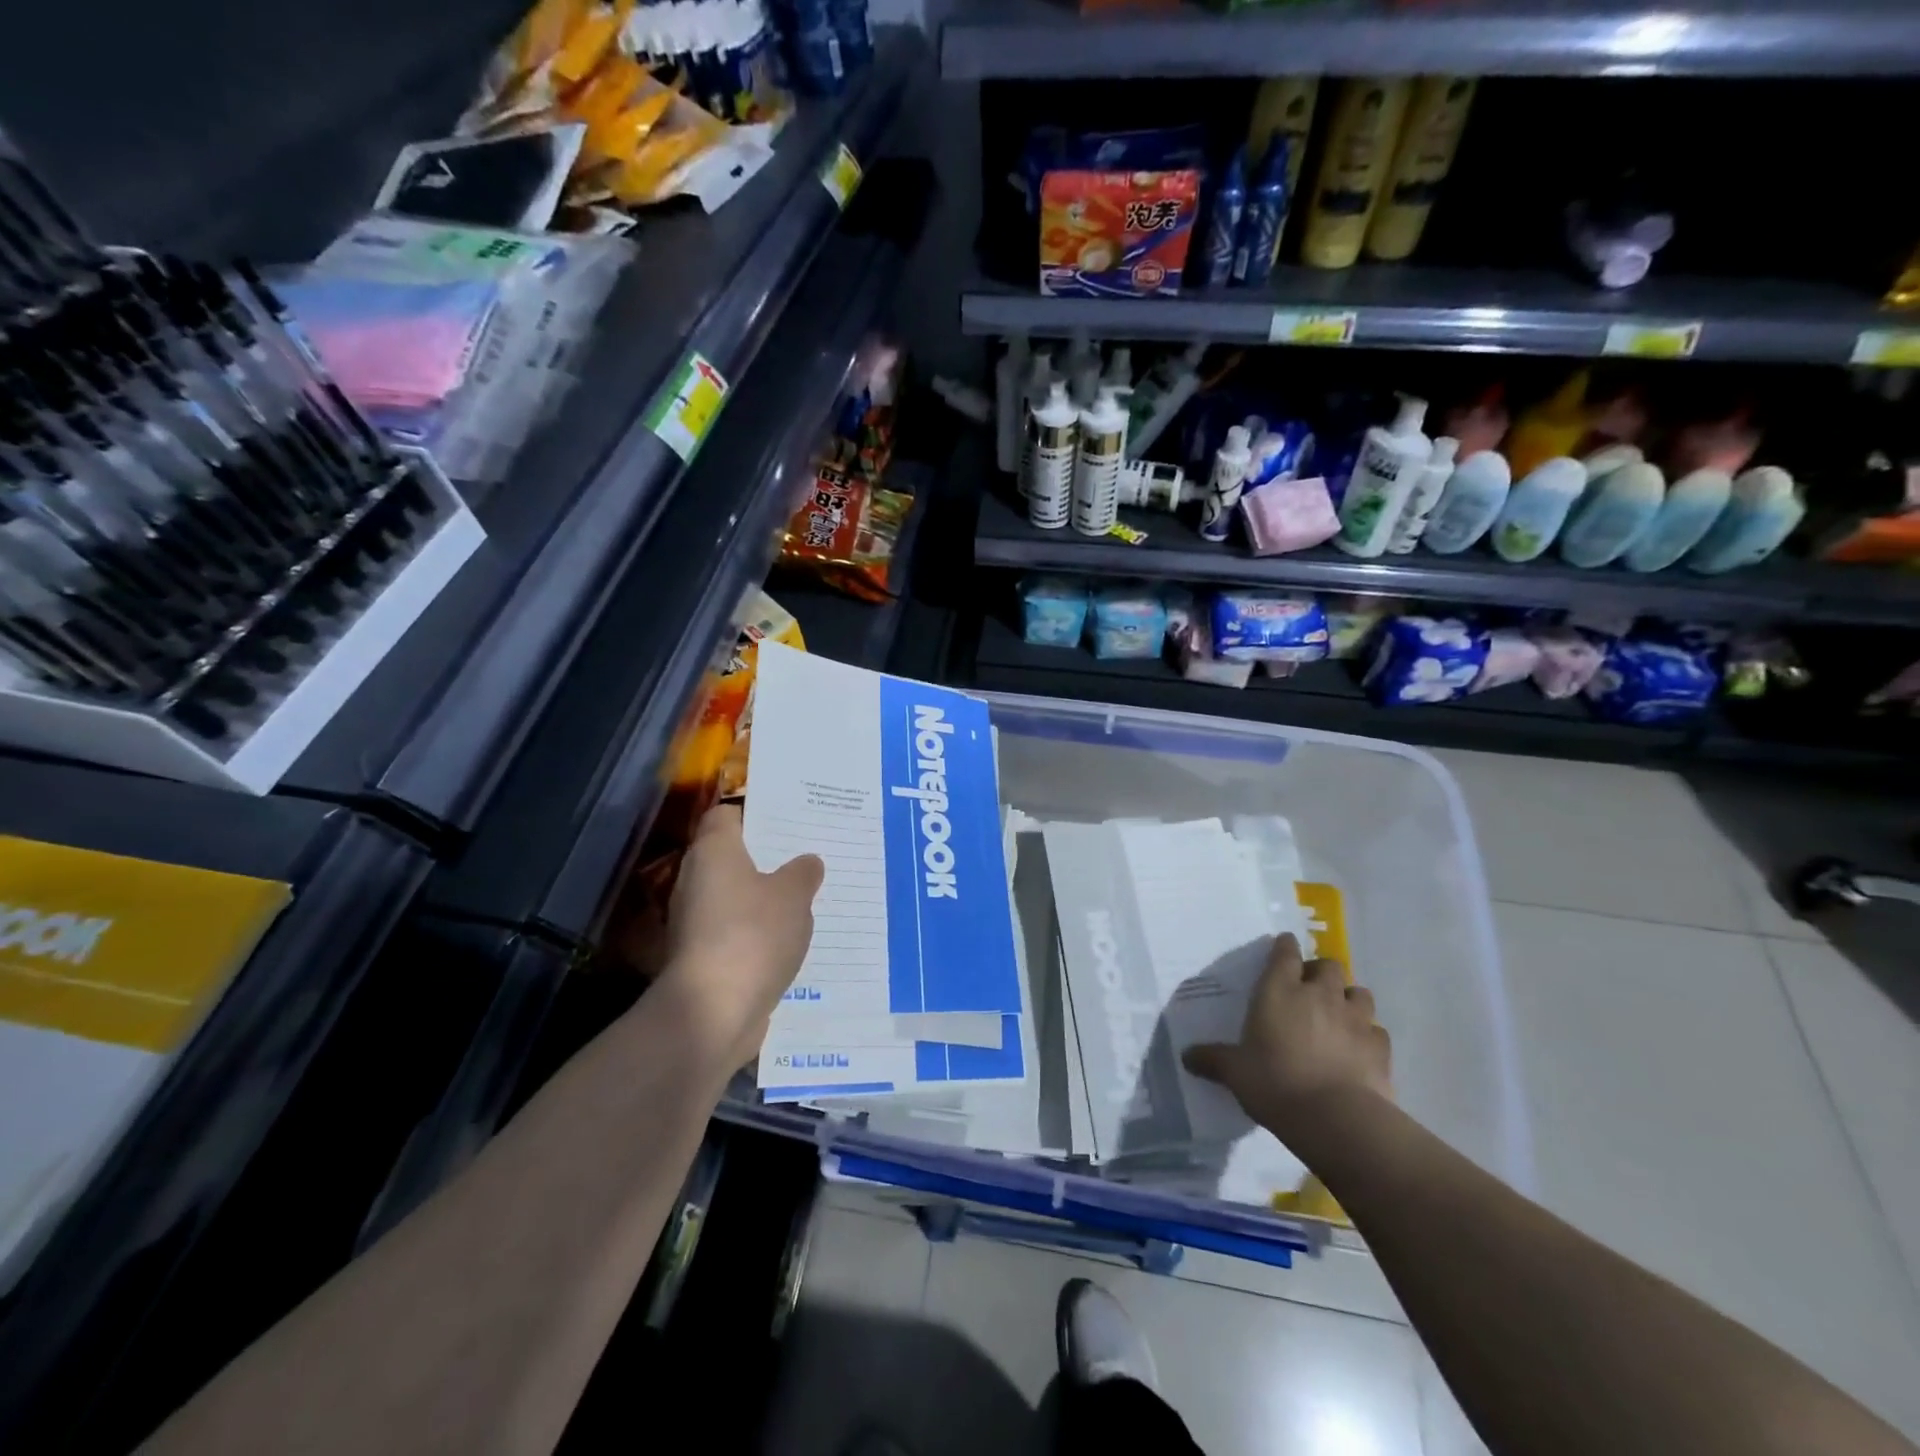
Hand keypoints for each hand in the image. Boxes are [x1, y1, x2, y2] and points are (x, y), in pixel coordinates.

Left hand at [656, 804, 823, 1069]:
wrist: (712, 1013)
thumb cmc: (752, 935)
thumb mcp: (793, 895)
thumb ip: (803, 873)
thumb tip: (807, 862)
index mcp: (714, 852)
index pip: (726, 815)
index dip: (756, 813)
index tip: (790, 818)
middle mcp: (697, 880)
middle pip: (733, 857)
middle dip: (769, 857)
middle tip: (809, 855)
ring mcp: (696, 922)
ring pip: (737, 897)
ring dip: (766, 897)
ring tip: (809, 896)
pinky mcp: (704, 957)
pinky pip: (738, 931)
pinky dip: (760, 932)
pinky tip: (792, 937)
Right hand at [1181, 933, 1391, 1143]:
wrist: (1337, 1120)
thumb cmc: (1276, 1083)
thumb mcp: (1235, 1072)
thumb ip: (1213, 1059)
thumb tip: (1186, 1056)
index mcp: (1280, 990)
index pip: (1285, 953)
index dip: (1285, 947)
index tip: (1283, 948)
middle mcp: (1320, 995)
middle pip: (1329, 965)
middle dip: (1321, 972)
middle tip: (1310, 990)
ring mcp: (1355, 1019)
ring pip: (1359, 992)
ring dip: (1348, 999)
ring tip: (1338, 1016)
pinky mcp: (1380, 1047)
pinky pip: (1376, 1030)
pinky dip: (1367, 1035)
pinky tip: (1358, 1050)